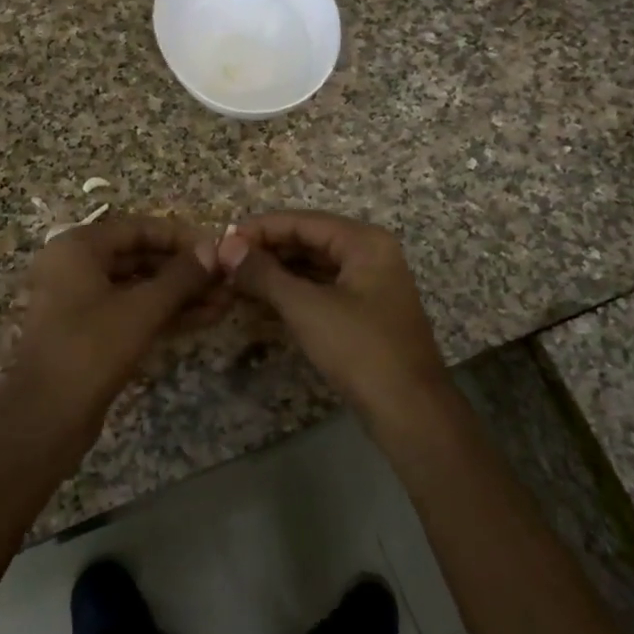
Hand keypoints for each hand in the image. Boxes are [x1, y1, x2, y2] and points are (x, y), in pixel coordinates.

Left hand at [11, 213, 224, 417]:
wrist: (44, 420)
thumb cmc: (90, 350)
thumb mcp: (142, 309)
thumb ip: (181, 277)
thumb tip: (216, 248)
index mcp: (78, 247)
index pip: (139, 228)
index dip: (181, 237)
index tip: (218, 249)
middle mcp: (76, 266)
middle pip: (139, 256)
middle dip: (185, 270)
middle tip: (226, 279)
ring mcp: (81, 301)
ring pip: (139, 287)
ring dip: (180, 294)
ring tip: (224, 301)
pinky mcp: (89, 332)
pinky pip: (132, 311)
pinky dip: (165, 313)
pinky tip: (205, 318)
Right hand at [215, 211, 449, 419]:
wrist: (410, 412)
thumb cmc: (360, 349)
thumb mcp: (306, 308)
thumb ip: (264, 274)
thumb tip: (227, 247)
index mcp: (364, 242)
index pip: (303, 221)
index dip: (260, 229)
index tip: (222, 240)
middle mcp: (370, 255)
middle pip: (309, 241)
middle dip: (267, 252)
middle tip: (225, 264)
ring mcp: (369, 285)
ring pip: (314, 268)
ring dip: (276, 274)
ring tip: (235, 282)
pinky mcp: (364, 314)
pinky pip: (321, 291)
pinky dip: (292, 295)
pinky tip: (261, 305)